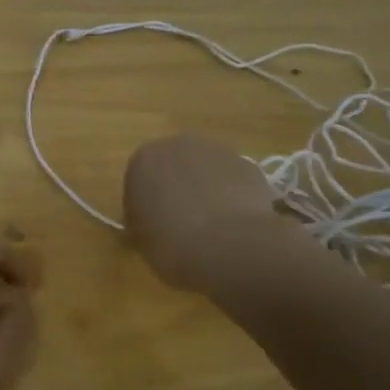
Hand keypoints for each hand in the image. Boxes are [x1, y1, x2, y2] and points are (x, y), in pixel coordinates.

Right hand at [123, 134, 290, 293]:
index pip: (139, 179)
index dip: (146, 204)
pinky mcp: (250, 166)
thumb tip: (150, 221)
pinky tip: (235, 223)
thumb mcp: (140, 238)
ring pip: (207, 171)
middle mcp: (179, 145)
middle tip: (182, 222)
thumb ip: (141, 220)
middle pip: (175, 166)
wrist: (227, 244)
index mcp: (143, 160)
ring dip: (207, 189)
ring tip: (213, 226)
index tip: (153, 226)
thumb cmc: (170, 242)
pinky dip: (233, 196)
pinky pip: (234, 181)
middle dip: (178, 188)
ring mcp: (218, 152)